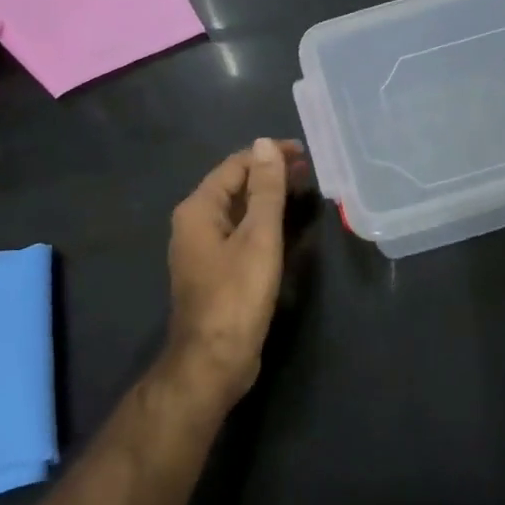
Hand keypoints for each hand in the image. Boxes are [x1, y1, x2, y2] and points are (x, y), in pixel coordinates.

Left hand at [165, 138, 308, 407]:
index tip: (304, 153)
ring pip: (238, 210)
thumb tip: (265, 144)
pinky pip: (240, 233)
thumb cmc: (237, 295)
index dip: (268, 155)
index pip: (235, 165)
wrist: (213, 360)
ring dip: (268, 198)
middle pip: (235, 186)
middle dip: (270, 174)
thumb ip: (265, 190)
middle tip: (309, 171)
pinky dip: (263, 222)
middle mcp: (194, 223)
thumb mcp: (258, 237)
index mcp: (198, 209)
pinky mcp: (216, 270)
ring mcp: (203, 249)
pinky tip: (286, 226)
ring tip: (303, 191)